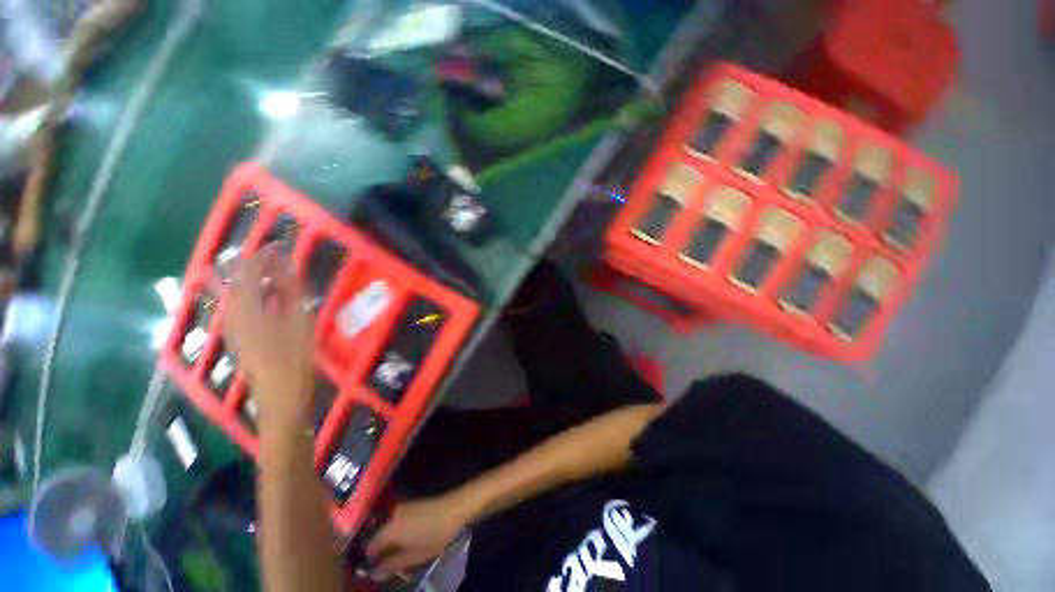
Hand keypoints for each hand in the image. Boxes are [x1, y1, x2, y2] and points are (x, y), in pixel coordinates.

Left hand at [223, 248, 313, 428]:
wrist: (280, 400)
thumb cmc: (294, 361)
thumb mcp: (298, 323)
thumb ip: (290, 292)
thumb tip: (285, 265)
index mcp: (247, 311)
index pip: (247, 274)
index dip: (260, 257)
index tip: (278, 246)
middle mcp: (234, 317)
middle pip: (237, 283)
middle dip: (253, 266)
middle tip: (275, 257)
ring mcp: (235, 330)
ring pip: (236, 296)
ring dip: (252, 280)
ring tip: (271, 272)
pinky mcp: (241, 339)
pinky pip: (240, 308)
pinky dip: (253, 296)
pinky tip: (267, 298)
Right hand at [366, 497, 468, 578]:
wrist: (454, 508)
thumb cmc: (433, 534)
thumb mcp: (412, 555)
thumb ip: (391, 565)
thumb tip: (373, 574)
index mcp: (388, 529)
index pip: (369, 546)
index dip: (369, 560)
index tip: (372, 570)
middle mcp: (390, 515)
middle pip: (376, 535)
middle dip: (378, 550)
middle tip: (385, 564)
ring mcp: (401, 508)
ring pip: (386, 527)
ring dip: (388, 541)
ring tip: (396, 554)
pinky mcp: (410, 504)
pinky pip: (395, 520)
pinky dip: (396, 532)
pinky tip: (404, 541)